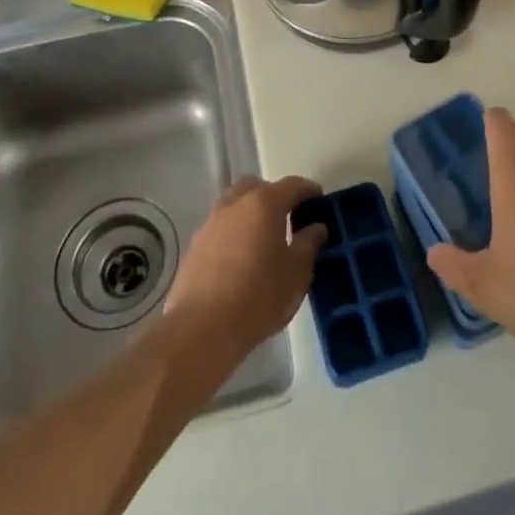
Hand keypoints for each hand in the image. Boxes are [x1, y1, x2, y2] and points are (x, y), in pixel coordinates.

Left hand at [165, 175, 328, 365]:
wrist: (202, 329)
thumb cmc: (258, 297)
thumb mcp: (296, 273)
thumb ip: (309, 244)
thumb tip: (317, 227)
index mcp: (264, 203)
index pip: (292, 185)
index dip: (309, 191)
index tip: (319, 201)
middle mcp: (235, 203)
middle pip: (259, 188)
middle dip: (275, 197)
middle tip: (288, 220)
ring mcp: (211, 222)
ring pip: (236, 205)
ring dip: (251, 215)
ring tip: (263, 241)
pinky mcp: (195, 245)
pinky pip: (221, 228)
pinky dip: (234, 234)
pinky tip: (240, 260)